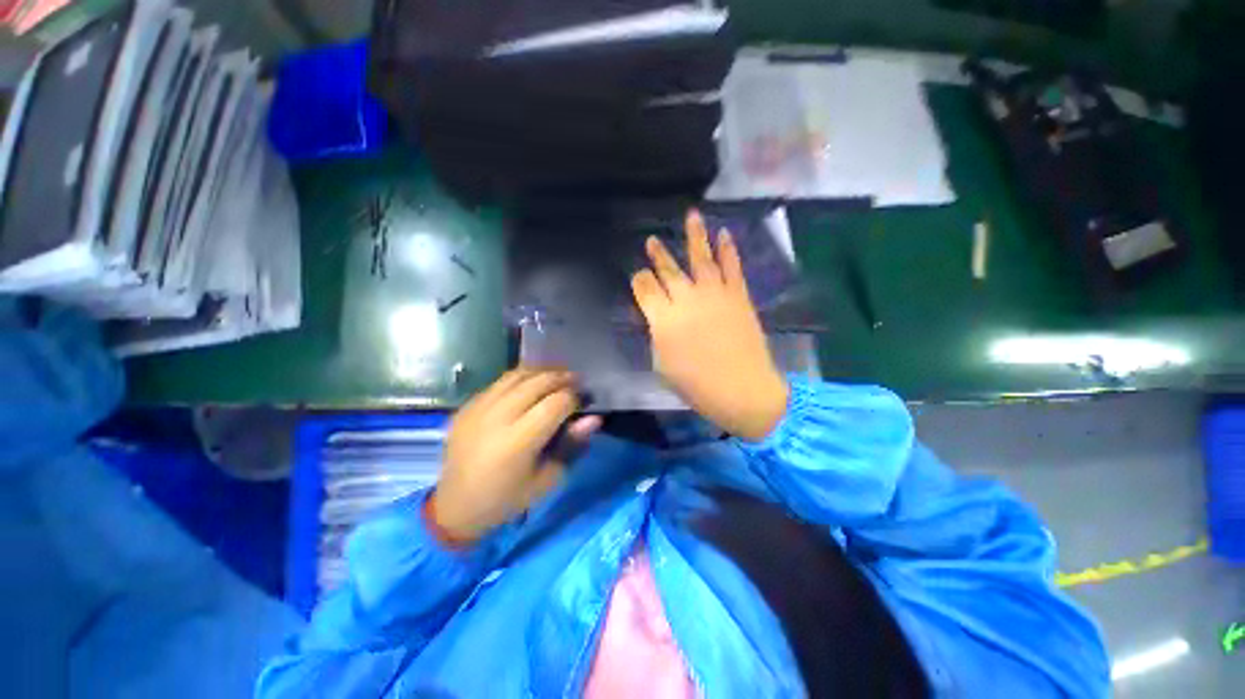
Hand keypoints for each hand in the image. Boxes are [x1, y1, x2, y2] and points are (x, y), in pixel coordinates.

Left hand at [432, 369, 600, 543]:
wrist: (455, 506)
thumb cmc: (507, 498)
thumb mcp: (547, 479)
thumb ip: (572, 444)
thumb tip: (594, 418)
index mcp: (518, 442)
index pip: (556, 403)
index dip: (575, 397)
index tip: (584, 401)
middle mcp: (497, 418)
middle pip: (538, 382)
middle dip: (563, 378)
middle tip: (576, 382)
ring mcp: (478, 408)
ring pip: (518, 375)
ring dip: (543, 373)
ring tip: (557, 379)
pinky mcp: (467, 406)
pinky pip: (499, 382)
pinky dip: (521, 379)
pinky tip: (530, 387)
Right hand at [631, 210, 788, 441]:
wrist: (742, 389)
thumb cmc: (696, 385)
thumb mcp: (662, 364)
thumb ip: (657, 335)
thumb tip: (660, 318)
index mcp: (663, 318)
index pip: (644, 287)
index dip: (639, 280)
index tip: (639, 279)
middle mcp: (686, 299)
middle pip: (668, 269)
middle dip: (658, 254)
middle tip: (651, 240)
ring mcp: (714, 294)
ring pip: (701, 257)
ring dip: (695, 235)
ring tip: (691, 215)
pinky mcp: (737, 295)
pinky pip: (732, 266)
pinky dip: (728, 249)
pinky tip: (724, 234)